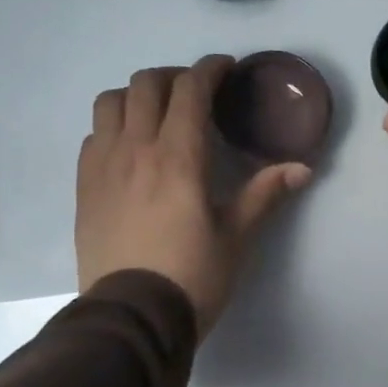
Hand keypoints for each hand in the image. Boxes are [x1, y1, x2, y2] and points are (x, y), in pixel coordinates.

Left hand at [77, 57, 311, 335]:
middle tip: (196, 93)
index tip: (225, 68)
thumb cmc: (192, 277)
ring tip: (156, 113)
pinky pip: (93, 136)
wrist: (131, 318)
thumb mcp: (236, 238)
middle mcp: (135, 149)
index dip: (209, 69)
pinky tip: (129, 148)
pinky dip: (113, 126)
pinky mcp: (84, 188)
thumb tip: (303, 168)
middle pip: (145, 84)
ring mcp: (103, 167)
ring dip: (136, 95)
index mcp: (178, 157)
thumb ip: (265, 195)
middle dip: (174, 77)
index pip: (189, 89)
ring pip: (110, 102)